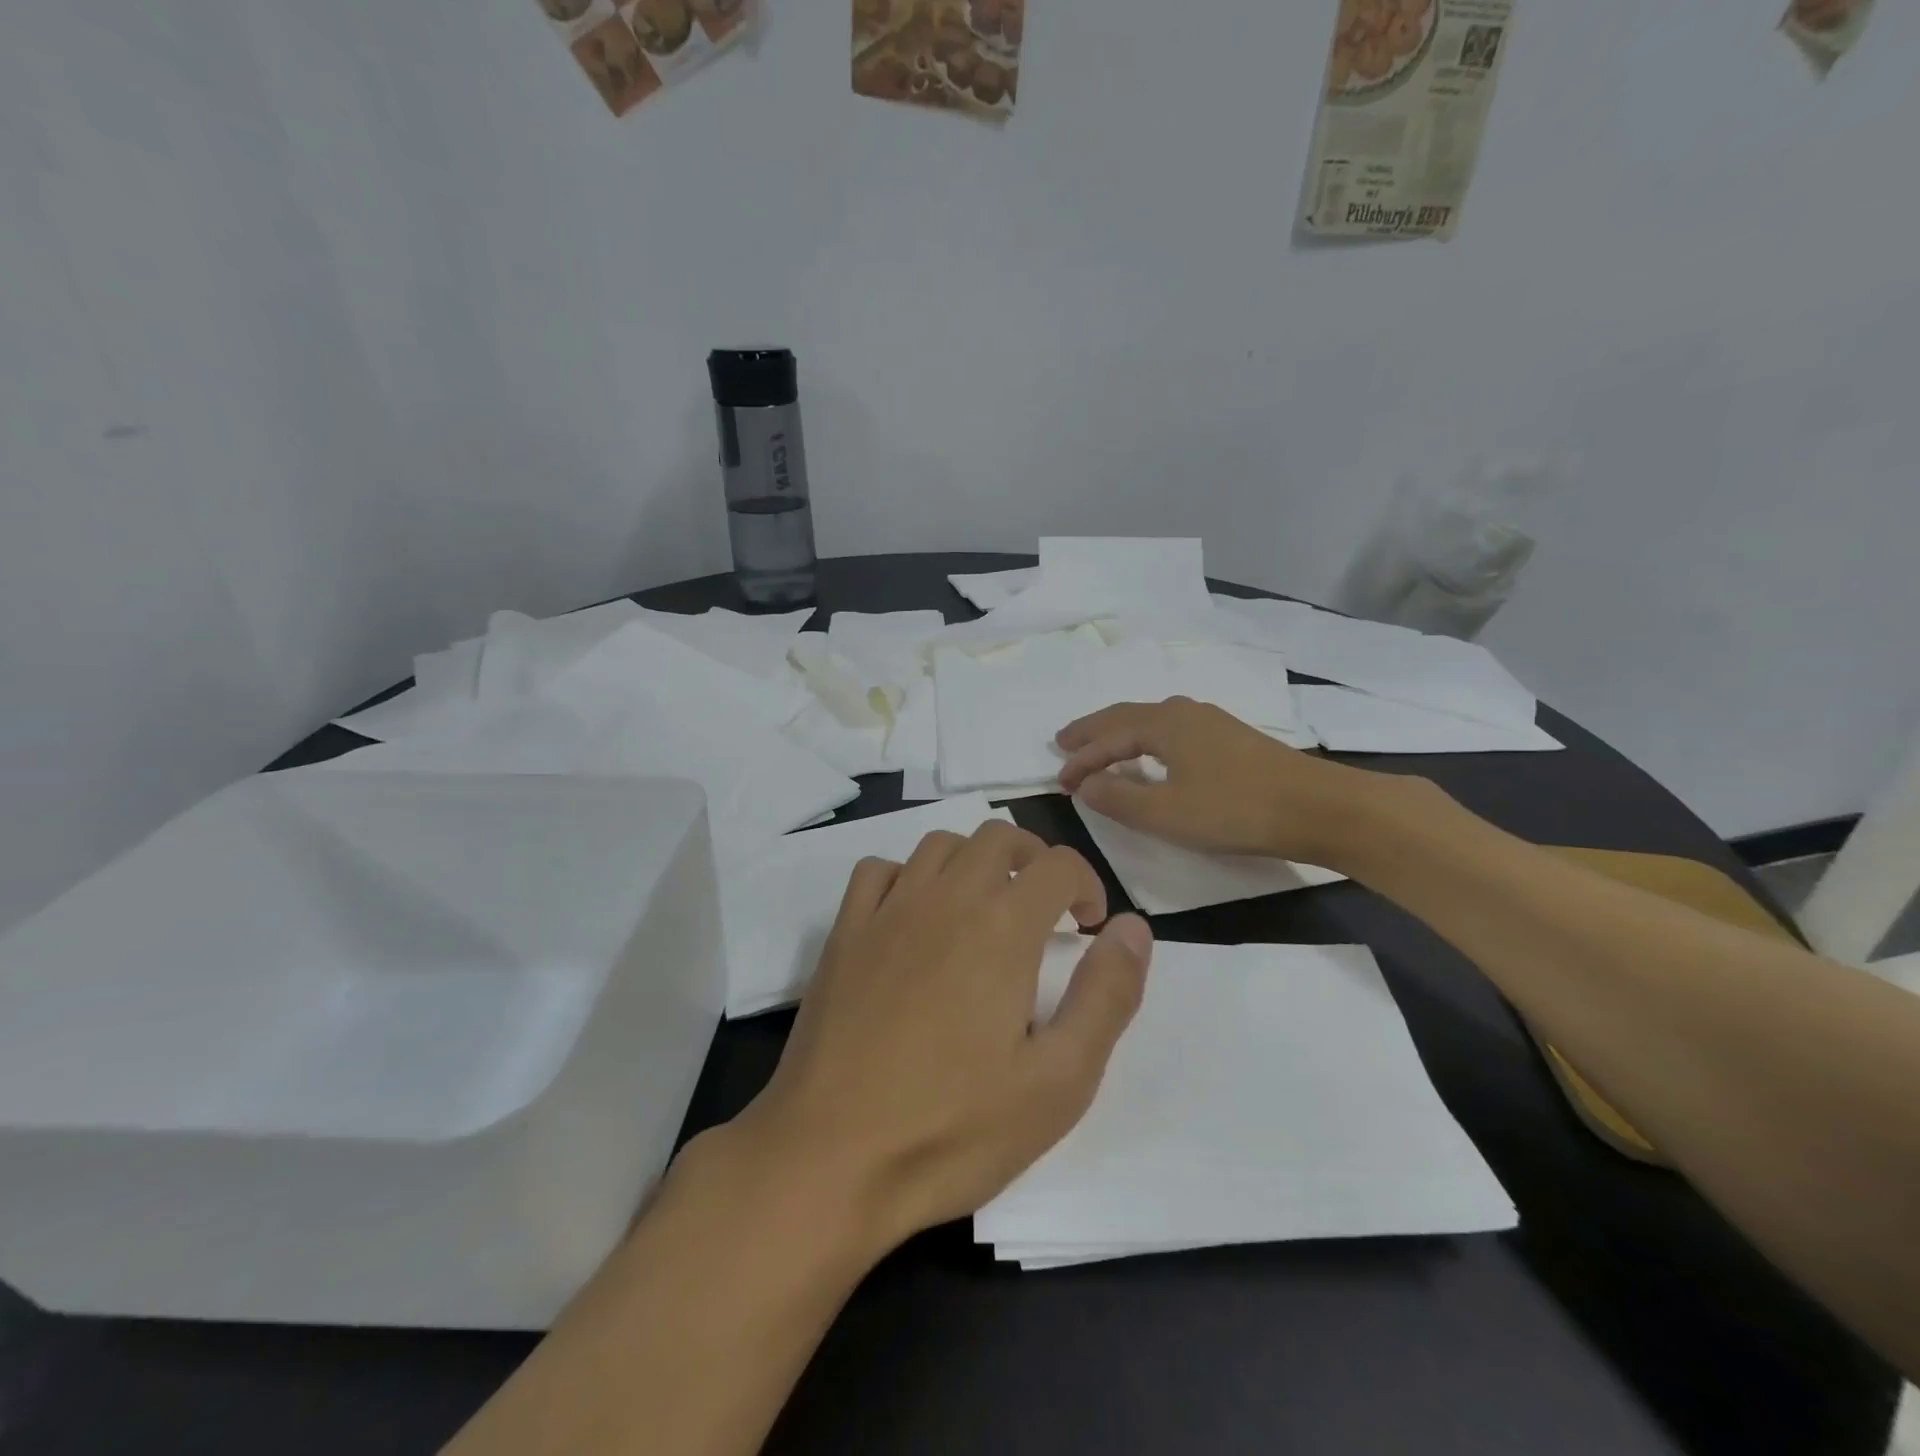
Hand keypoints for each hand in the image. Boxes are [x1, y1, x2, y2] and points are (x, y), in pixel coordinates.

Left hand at [733, 821, 1153, 1252]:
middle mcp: (945, 899)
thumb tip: (1134, 927)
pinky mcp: (844, 934)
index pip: (1058, 864)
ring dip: (975, 861)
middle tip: (1046, 911)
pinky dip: (909, 875)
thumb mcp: (1059, 1081)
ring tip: (987, 909)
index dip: (1087, 884)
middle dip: (1035, 860)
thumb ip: (1107, 995)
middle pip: (999, 836)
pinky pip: (879, 871)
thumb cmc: (954, 1129)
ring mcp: (887, 911)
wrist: (829, 1158)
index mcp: (1002, 927)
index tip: (1088, 928)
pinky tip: (916, 916)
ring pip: (940, 844)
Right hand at [1056, 697, 1375, 864]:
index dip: (1081, 759)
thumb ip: (1118, 799)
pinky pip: (1171, 729)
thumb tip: (1084, 785)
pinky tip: (1152, 754)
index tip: (1059, 781)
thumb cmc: (1235, 810)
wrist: (1318, 808)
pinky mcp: (1230, 738)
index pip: (1108, 736)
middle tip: (1064, 743)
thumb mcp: (1166, 814)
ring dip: (1119, 733)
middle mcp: (1184, 712)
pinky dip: (1145, 739)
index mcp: (1164, 724)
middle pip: (1126, 716)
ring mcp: (1211, 722)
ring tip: (1100, 746)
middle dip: (1093, 731)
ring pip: (1150, 720)